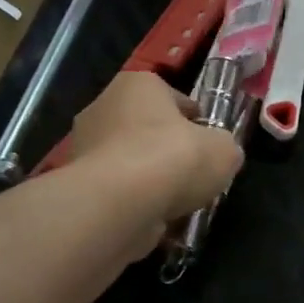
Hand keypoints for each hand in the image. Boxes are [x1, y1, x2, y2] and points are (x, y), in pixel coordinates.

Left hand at [68, 72, 244, 230]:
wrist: (119, 204)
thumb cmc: (173, 158)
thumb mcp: (223, 149)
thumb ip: (224, 147)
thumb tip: (220, 154)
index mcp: (137, 84)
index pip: (173, 97)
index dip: (195, 121)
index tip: (208, 143)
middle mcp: (104, 107)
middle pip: (147, 129)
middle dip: (169, 151)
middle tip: (194, 175)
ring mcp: (85, 147)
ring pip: (131, 163)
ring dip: (151, 180)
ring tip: (178, 203)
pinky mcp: (79, 185)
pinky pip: (117, 191)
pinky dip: (134, 203)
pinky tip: (156, 219)